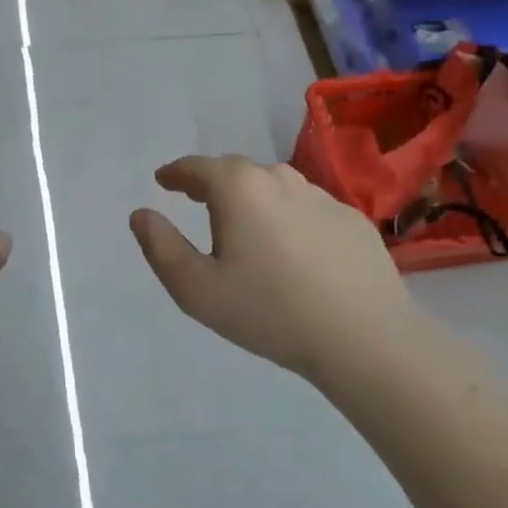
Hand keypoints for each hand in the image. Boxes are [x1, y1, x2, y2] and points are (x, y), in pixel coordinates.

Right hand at [130, 155, 420, 378]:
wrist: (366, 339)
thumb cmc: (269, 311)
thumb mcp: (196, 288)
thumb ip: (161, 247)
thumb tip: (141, 215)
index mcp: (238, 187)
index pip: (196, 167)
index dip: (175, 173)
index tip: (163, 180)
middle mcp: (279, 178)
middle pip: (235, 171)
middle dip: (212, 183)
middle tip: (199, 202)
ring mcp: (322, 197)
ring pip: (274, 187)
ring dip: (252, 199)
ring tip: (245, 227)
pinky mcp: (352, 220)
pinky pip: (307, 209)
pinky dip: (289, 218)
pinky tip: (292, 251)